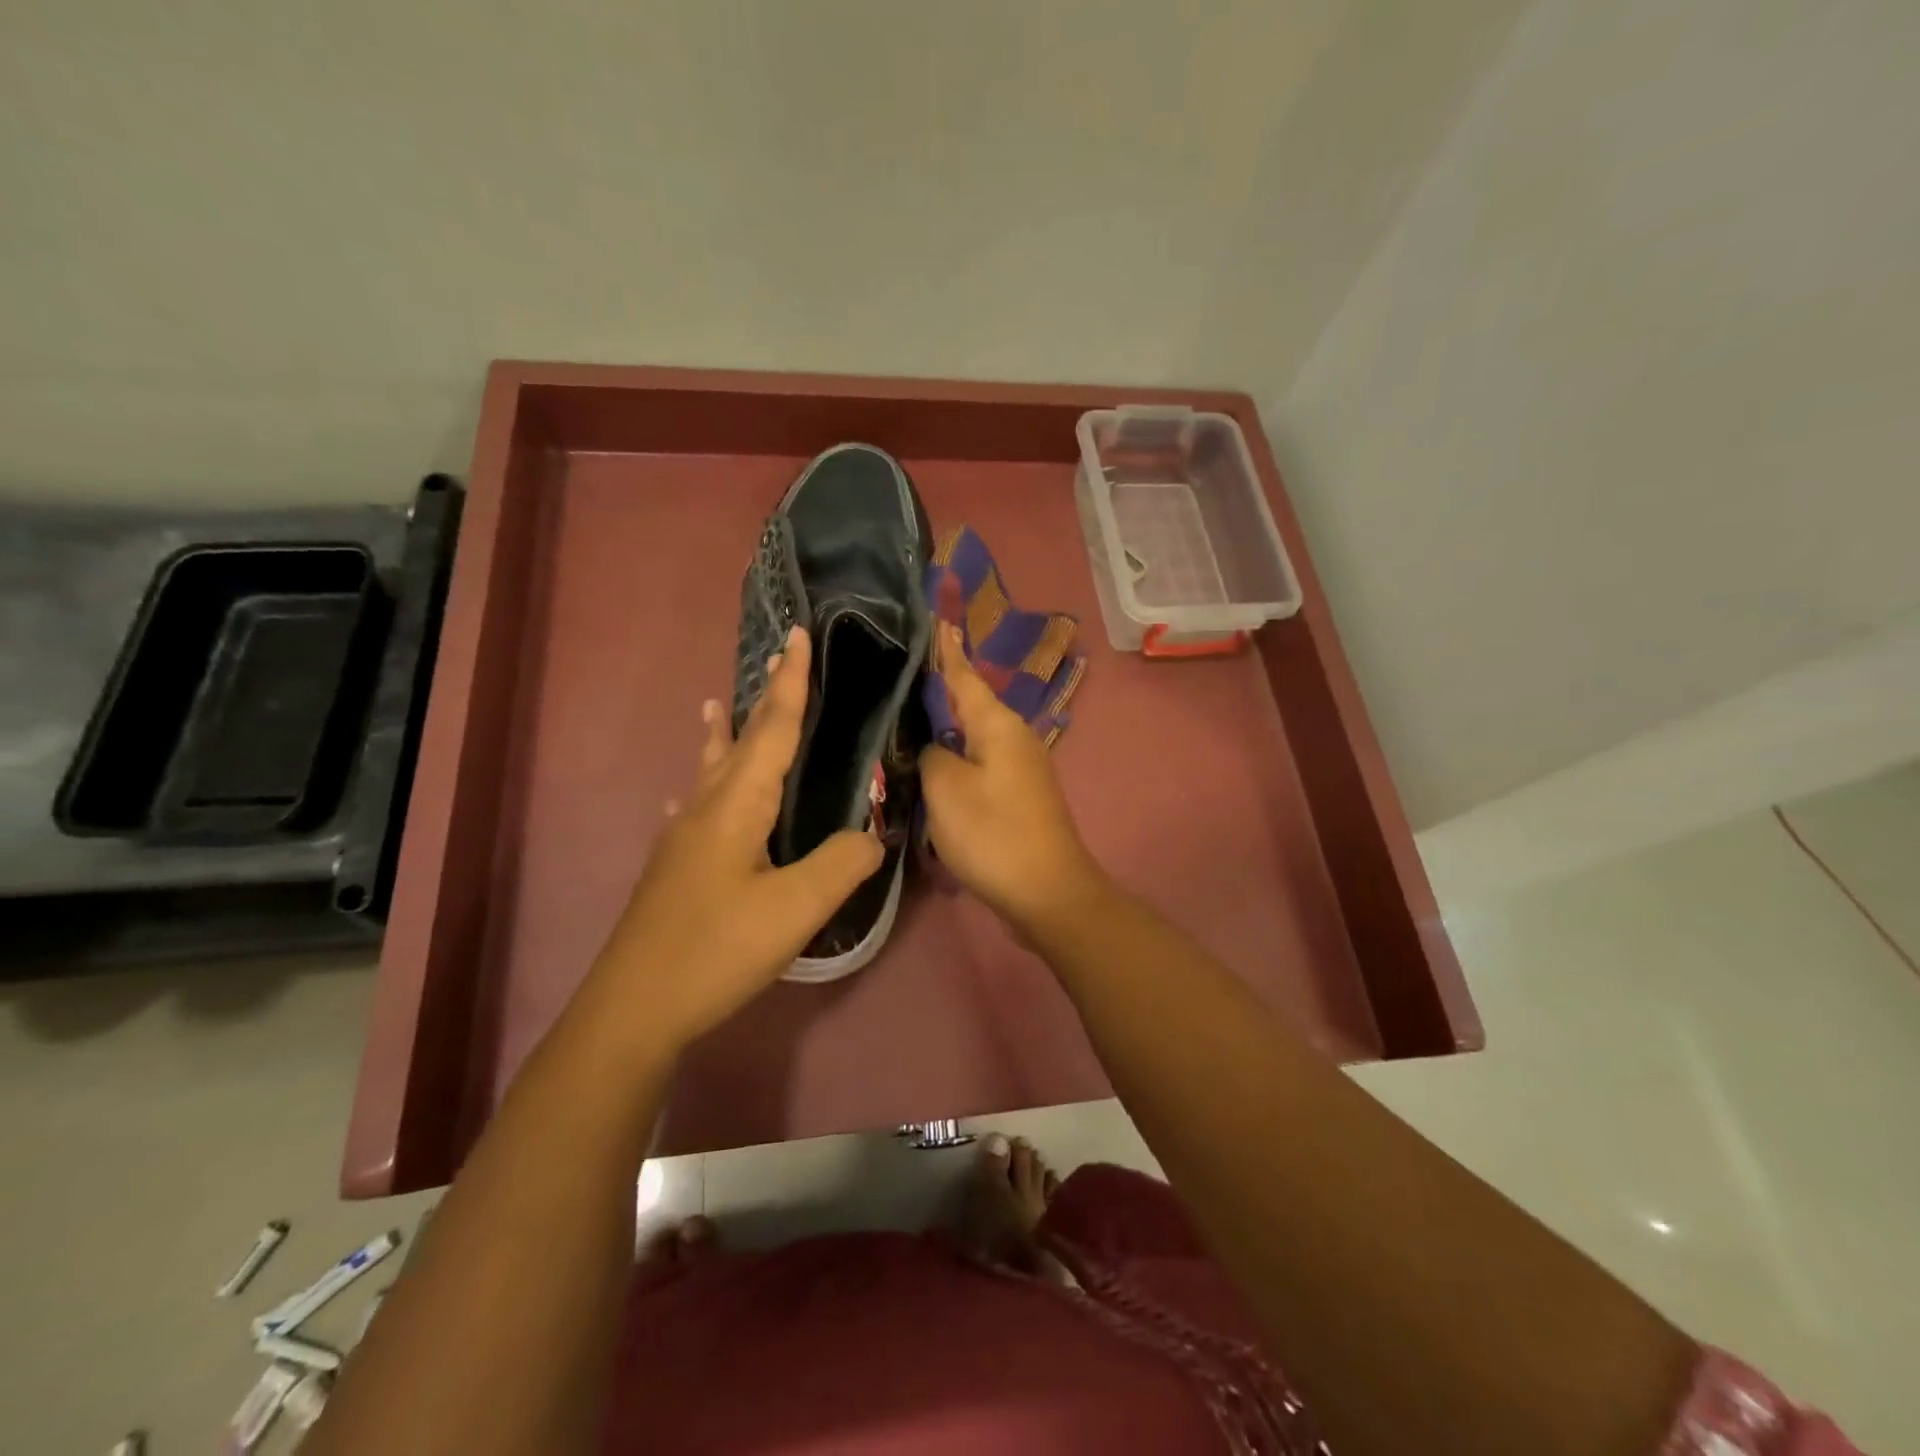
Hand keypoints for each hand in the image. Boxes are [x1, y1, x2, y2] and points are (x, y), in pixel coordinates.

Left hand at [584, 627, 882, 1054]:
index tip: (796, 635)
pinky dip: (704, 787)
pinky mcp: (676, 867)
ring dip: (722, 735)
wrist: (634, 1008)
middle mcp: (706, 808)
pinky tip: (691, 799)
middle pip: (739, 740)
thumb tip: (872, 836)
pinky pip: (696, 807)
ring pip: (710, 770)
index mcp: (737, 805)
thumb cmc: (716, 950)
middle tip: (777, 659)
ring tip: (716, 706)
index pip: (773, 729)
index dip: (790, 683)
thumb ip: (841, 864)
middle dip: (763, 699)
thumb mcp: (794, 909)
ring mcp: (684, 838)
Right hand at [918, 622, 1106, 933]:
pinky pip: (980, 760)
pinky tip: (935, 760)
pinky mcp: (1018, 794)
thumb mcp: (946, 788)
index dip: (946, 649)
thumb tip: (935, 747)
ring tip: (910, 711)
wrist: (1047, 891)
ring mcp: (1020, 766)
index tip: (936, 618)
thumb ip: (932, 755)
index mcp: (997, 724)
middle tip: (903, 670)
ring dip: (947, 723)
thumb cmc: (992, 833)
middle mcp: (1014, 736)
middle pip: (970, 702)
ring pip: (974, 733)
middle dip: (941, 685)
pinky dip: (957, 754)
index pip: (964, 674)